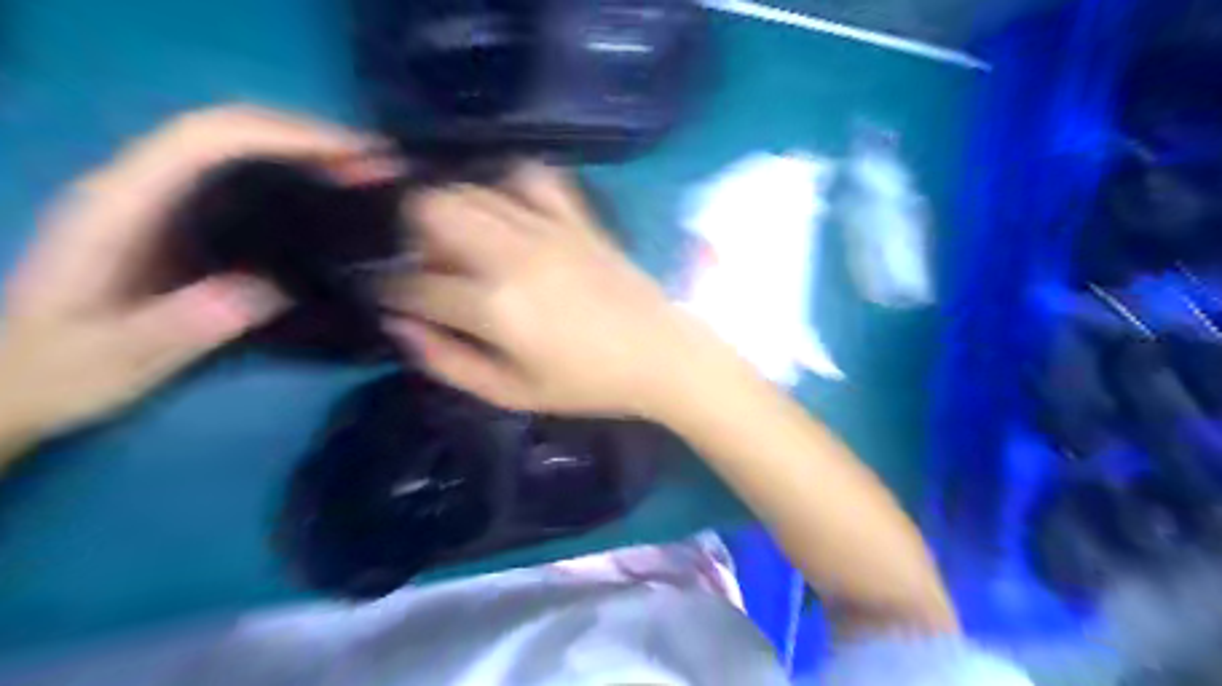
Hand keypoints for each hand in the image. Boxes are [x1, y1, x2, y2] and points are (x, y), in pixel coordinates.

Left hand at [0, 101, 379, 444]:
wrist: (15, 380)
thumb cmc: (60, 373)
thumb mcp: (116, 361)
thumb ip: (183, 325)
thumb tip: (269, 289)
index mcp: (117, 208)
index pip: (206, 141)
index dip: (284, 137)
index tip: (352, 159)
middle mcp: (135, 187)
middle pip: (227, 129)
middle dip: (306, 136)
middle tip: (374, 164)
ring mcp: (154, 200)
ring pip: (233, 146)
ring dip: (302, 148)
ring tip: (362, 174)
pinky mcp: (174, 219)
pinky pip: (236, 175)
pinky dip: (287, 171)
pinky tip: (323, 196)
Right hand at [384, 162, 722, 417]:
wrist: (659, 354)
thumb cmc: (586, 384)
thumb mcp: (512, 393)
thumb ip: (448, 361)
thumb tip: (400, 326)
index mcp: (494, 305)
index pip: (416, 284)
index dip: (393, 292)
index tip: (393, 298)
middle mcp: (511, 253)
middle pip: (430, 209)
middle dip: (412, 236)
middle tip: (430, 268)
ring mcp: (546, 227)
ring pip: (469, 188)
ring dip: (452, 213)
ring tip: (464, 246)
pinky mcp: (575, 216)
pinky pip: (529, 177)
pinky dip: (507, 187)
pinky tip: (509, 215)